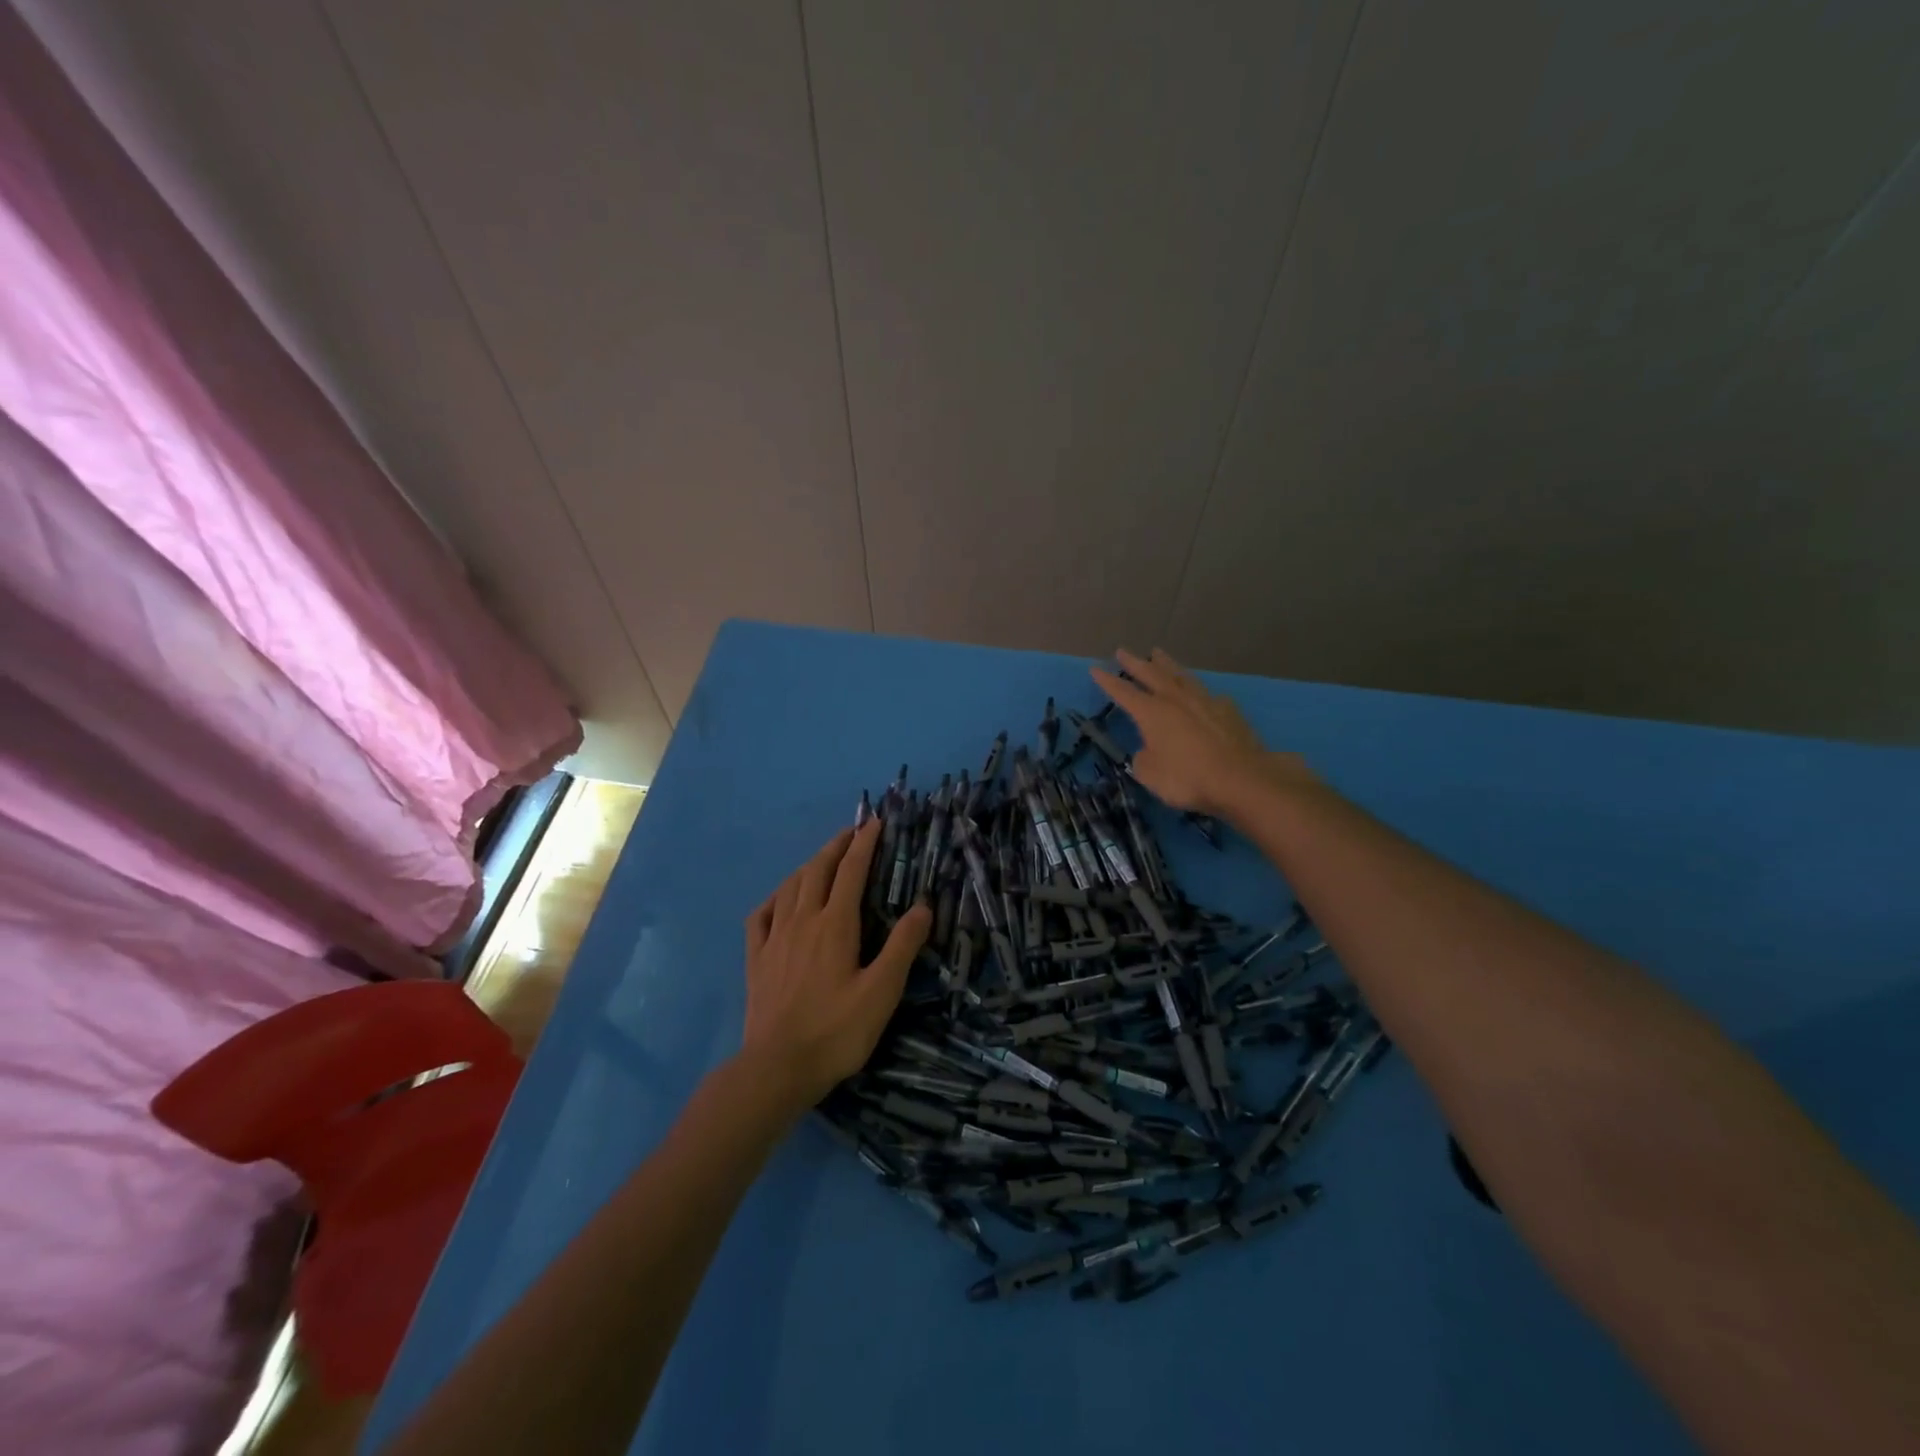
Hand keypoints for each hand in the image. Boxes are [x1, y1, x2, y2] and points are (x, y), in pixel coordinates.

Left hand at [741, 821, 929, 1110]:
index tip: (874, 823)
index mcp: (835, 925)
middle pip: (818, 870)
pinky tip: (780, 900)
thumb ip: (902, 946)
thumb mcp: (881, 991)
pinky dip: (774, 898)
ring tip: (821, 859)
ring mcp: (775, 938)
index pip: (852, 870)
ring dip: (808, 865)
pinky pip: (761, 915)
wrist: (777, 1067)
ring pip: (790, 886)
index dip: (864, 843)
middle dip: (836, 846)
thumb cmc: (836, 1030)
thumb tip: (923, 906)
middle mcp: (803, 920)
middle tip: (851, 833)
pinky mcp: (756, 958)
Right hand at [1090, 648, 1313, 815]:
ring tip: (1159, 654)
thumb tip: (1148, 751)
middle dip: (1135, 663)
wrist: (1240, 779)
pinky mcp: (1229, 711)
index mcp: (1152, 713)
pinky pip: (1210, 696)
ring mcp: (1205, 702)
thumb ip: (1143, 760)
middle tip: (1123, 651)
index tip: (1095, 669)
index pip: (1123, 693)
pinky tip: (1203, 695)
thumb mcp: (1150, 775)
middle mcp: (1176, 700)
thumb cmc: (1187, 778)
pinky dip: (1200, 692)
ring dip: (1167, 665)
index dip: (1108, 682)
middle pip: (1151, 674)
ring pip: (1181, 676)